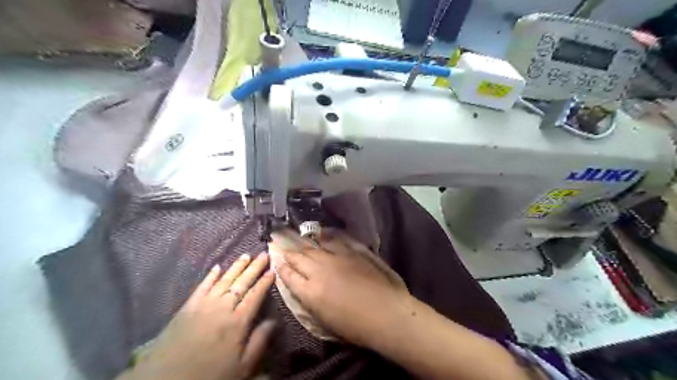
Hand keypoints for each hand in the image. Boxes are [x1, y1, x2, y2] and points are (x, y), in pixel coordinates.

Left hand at [124, 252, 275, 379]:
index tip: (273, 270)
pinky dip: (211, 276)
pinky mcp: (188, 307)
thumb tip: (274, 320)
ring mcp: (204, 305)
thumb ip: (259, 341)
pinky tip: (218, 267)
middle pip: (242, 283)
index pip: (255, 295)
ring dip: (236, 267)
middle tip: (264, 254)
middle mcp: (223, 308)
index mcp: (238, 322)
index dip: (265, 282)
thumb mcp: (242, 366)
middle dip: (254, 268)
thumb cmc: (210, 375)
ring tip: (246, 255)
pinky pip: (202, 286)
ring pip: (224, 280)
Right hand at [272, 227, 409, 348]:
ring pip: (315, 246)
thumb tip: (304, 287)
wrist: (387, 313)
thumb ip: (310, 300)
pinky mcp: (353, 250)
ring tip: (297, 236)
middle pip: (299, 257)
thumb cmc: (356, 326)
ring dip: (304, 242)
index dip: (282, 267)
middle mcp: (320, 269)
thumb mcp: (325, 320)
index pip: (289, 276)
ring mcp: (337, 257)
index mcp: (311, 291)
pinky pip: (335, 239)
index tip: (278, 261)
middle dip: (289, 251)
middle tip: (280, 242)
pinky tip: (322, 233)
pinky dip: (326, 236)